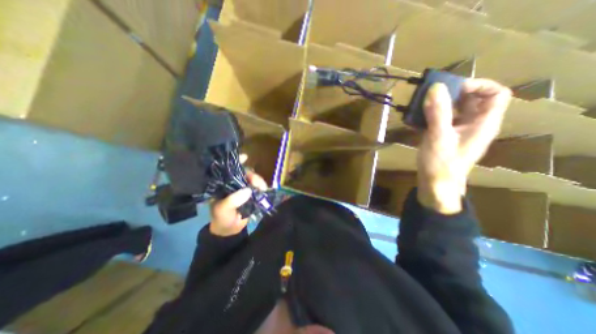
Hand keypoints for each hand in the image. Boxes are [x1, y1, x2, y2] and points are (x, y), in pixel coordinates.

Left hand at [207, 158, 266, 234]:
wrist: (230, 230)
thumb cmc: (222, 218)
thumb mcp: (223, 210)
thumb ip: (233, 201)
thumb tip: (248, 190)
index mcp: (223, 184)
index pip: (229, 169)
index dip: (236, 162)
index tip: (245, 157)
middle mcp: (233, 183)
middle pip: (244, 173)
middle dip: (252, 175)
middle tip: (256, 182)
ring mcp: (244, 188)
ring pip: (253, 179)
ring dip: (259, 181)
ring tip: (262, 188)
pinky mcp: (252, 194)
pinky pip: (259, 187)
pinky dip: (262, 187)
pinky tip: (264, 190)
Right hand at [416, 78, 512, 213]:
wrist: (434, 184)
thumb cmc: (441, 163)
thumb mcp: (439, 137)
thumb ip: (438, 113)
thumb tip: (435, 87)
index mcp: (483, 123)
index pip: (496, 94)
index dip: (478, 85)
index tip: (452, 88)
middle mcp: (474, 124)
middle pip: (472, 100)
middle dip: (452, 94)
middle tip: (431, 95)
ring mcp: (458, 131)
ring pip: (454, 110)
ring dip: (438, 105)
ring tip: (421, 105)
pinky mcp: (445, 136)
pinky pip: (441, 120)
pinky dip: (430, 115)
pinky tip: (416, 118)